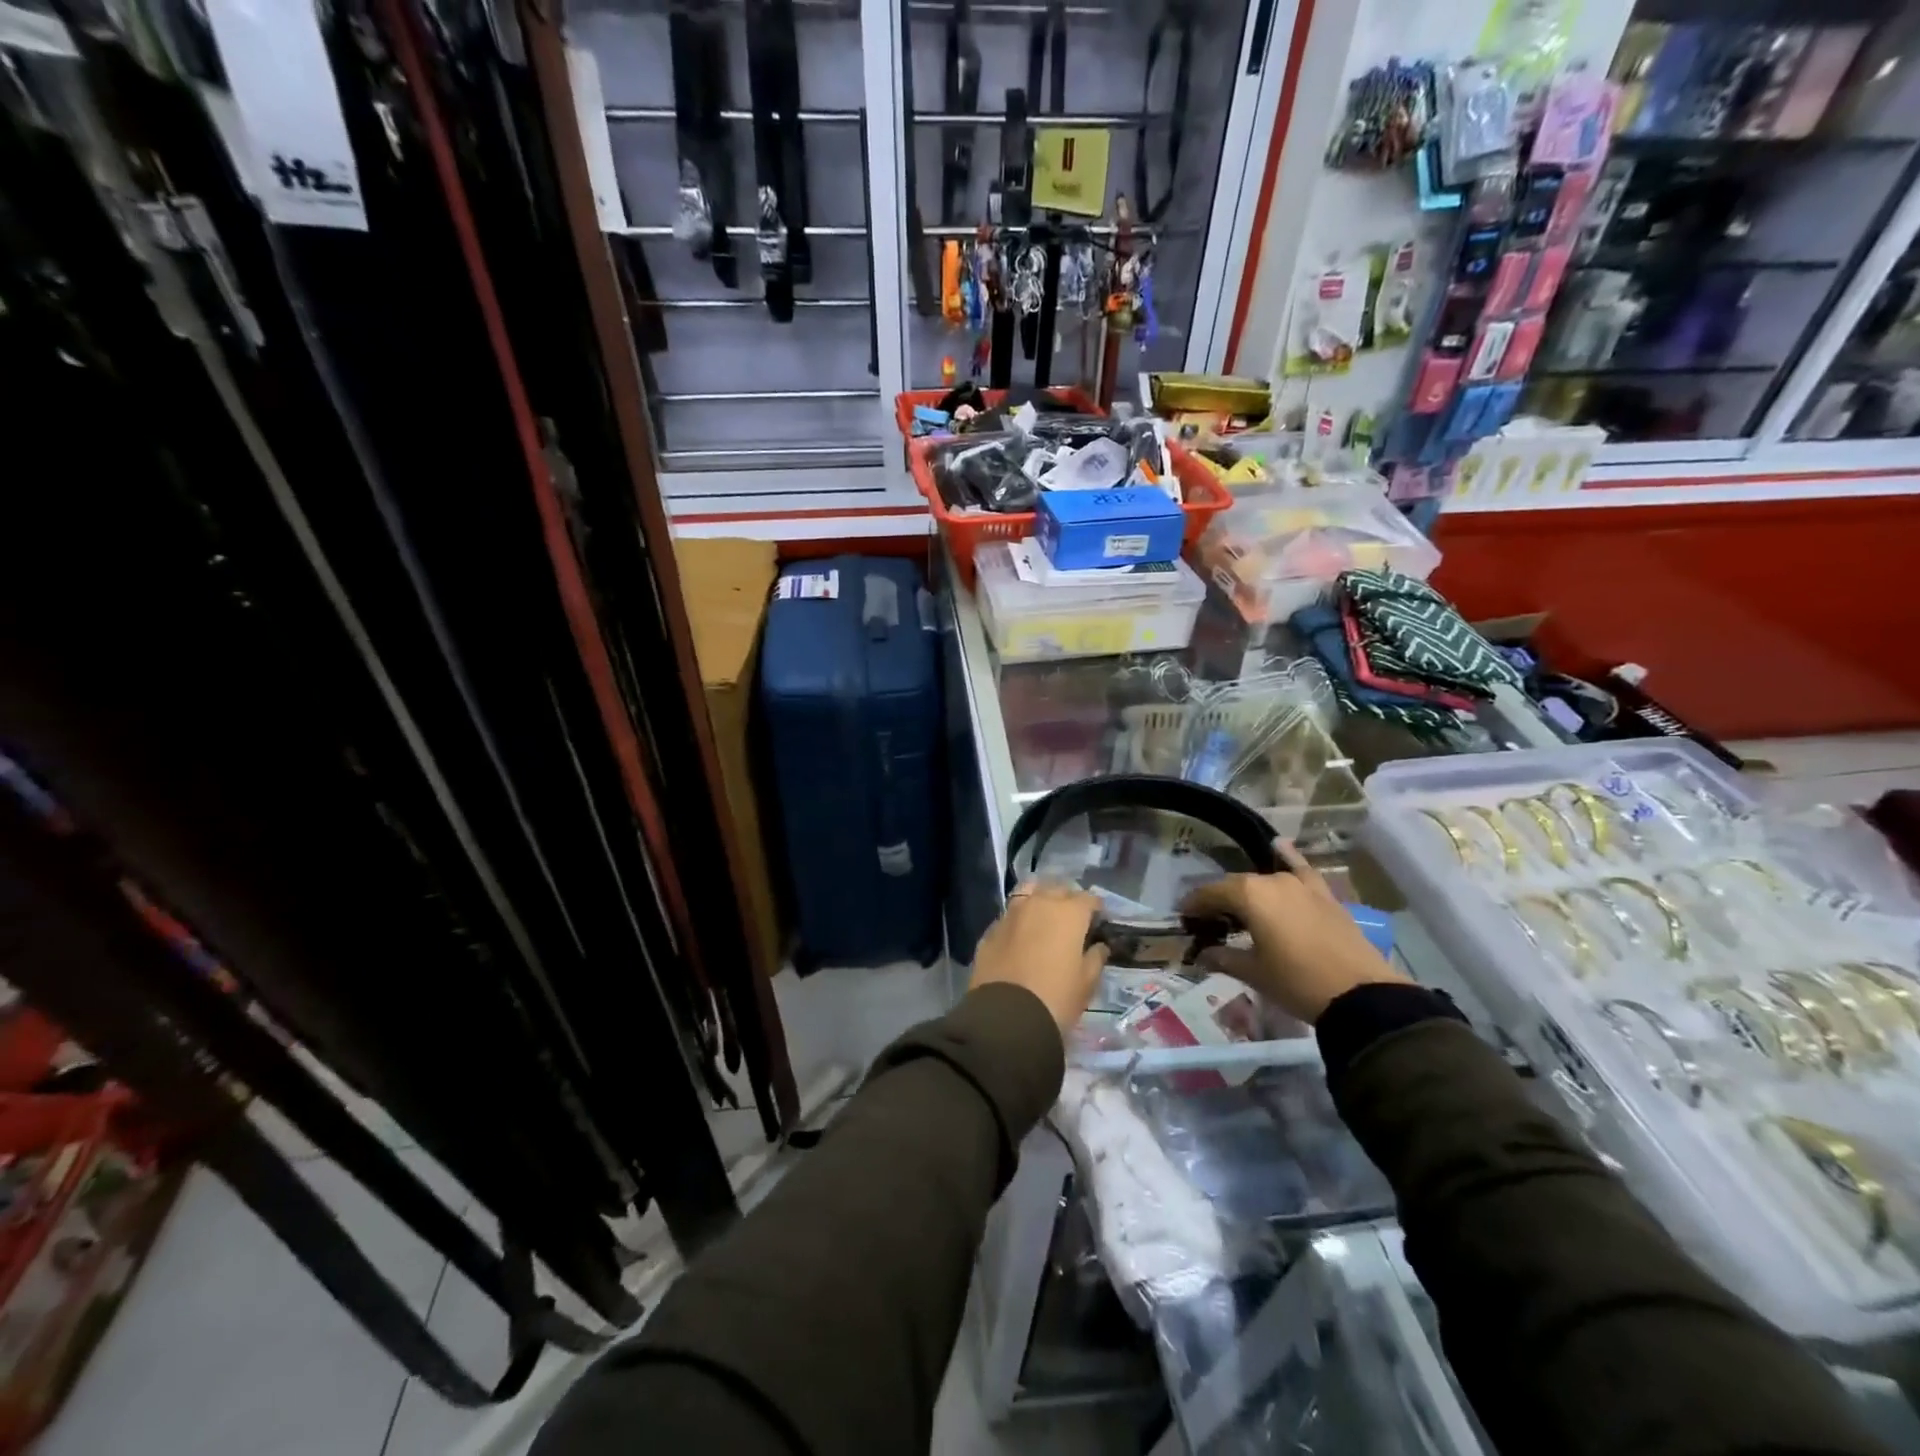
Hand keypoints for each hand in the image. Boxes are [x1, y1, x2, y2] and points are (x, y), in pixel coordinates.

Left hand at [970, 880, 1108, 1033]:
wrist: (1007, 1017)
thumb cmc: (1057, 998)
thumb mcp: (1087, 983)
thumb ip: (1095, 958)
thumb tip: (1098, 946)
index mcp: (1068, 912)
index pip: (1089, 899)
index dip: (1096, 909)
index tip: (1098, 923)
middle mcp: (1039, 903)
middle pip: (1057, 889)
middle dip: (1067, 900)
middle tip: (1072, 922)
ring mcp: (1010, 914)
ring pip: (1028, 894)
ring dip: (1039, 901)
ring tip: (1044, 921)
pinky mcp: (990, 931)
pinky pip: (1008, 917)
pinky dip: (1018, 923)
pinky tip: (1019, 939)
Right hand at [1180, 841, 1407, 1023]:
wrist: (1360, 995)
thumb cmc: (1296, 982)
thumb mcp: (1253, 973)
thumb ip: (1223, 957)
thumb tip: (1201, 954)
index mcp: (1249, 895)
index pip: (1210, 893)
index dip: (1194, 904)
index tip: (1183, 917)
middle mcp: (1272, 880)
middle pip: (1236, 885)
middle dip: (1218, 900)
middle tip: (1207, 919)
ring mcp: (1301, 884)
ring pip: (1265, 880)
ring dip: (1248, 891)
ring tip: (1240, 907)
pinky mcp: (1324, 894)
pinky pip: (1301, 869)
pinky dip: (1288, 858)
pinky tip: (1280, 846)